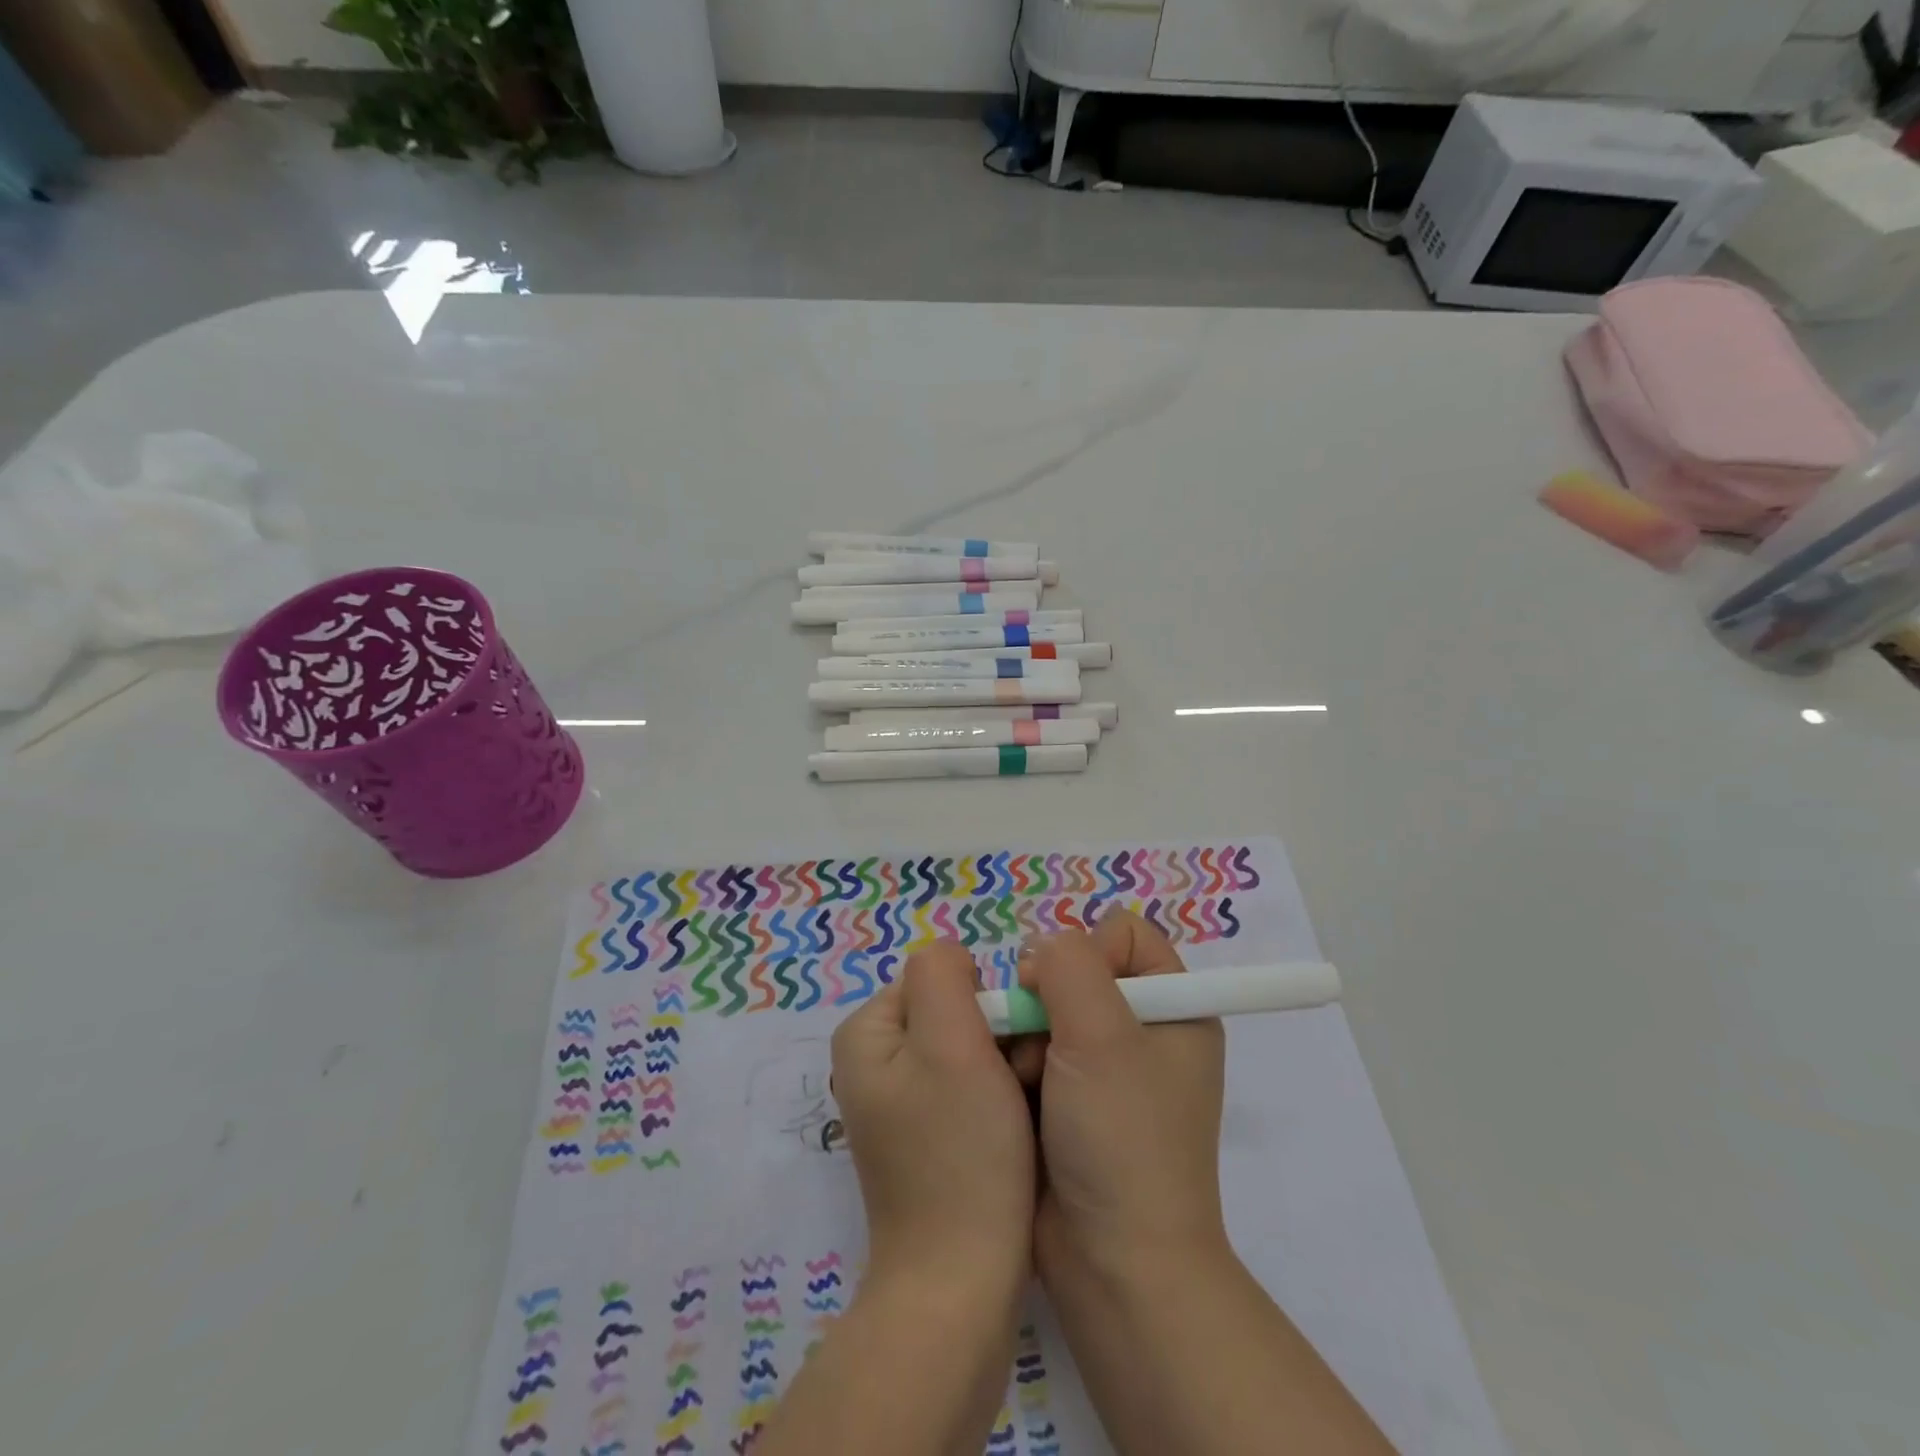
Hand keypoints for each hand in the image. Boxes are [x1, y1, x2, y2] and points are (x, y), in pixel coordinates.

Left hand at [831, 943, 1036, 1299]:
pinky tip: (1012, 1130)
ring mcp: (899, 1103)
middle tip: (1018, 1079)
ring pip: (967, 1050)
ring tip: (1020, 1107)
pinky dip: (996, 1100)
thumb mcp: (950, 1041)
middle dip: (995, 1036)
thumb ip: (943, 975)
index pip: (938, 977)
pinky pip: (967, 1090)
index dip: (981, 1001)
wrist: (961, 1284)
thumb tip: (953, 960)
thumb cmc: (961, 1152)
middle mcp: (874, 1062)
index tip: (1005, 1046)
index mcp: (866, 1033)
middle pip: (952, 1012)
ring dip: (1002, 1067)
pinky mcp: (925, 1138)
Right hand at [1014, 912, 1228, 1286]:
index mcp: (1174, 1007)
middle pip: (1077, 970)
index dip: (1089, 950)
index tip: (1065, 990)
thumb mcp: (1103, 1035)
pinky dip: (1017, 1065)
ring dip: (1025, 1036)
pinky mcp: (1070, 1101)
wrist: (1113, 1264)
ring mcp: (1105, 1069)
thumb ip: (1069, 965)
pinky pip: (1032, 1051)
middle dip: (1045, 998)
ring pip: (1045, 1011)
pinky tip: (1014, 1095)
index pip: (1124, 933)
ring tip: (1023, 1078)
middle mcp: (1142, 1031)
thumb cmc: (1121, 1138)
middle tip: (1035, 1037)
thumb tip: (1041, 953)